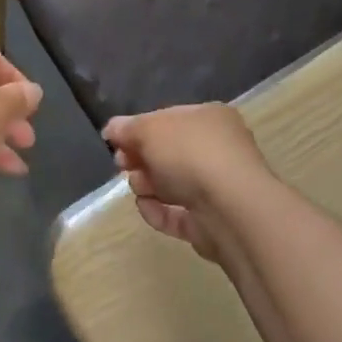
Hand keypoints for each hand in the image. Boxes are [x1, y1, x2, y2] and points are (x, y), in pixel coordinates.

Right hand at [103, 104, 272, 266]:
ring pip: (171, 184)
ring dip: (147, 185)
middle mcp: (217, 150)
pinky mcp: (211, 222)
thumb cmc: (190, 154)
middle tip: (122, 164)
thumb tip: (111, 129)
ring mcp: (217, 188)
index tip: (116, 141)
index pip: (168, 120)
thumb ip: (127, 128)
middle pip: (168, 154)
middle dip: (140, 159)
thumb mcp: (149, 129)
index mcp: (209, 119)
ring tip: (139, 187)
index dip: (139, 129)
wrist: (230, 208)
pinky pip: (177, 214)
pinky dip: (158, 211)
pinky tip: (146, 207)